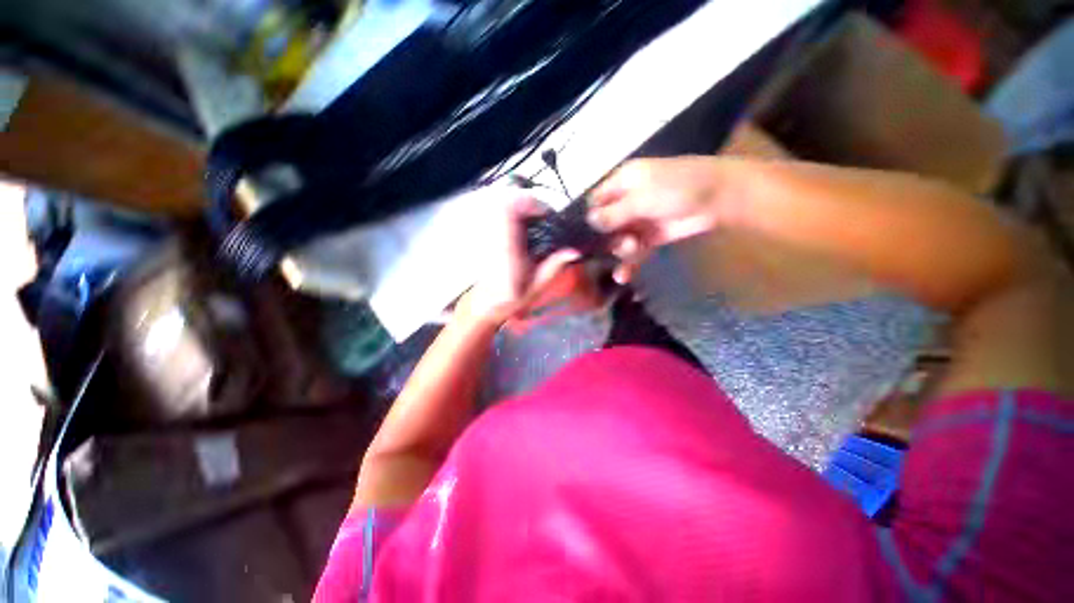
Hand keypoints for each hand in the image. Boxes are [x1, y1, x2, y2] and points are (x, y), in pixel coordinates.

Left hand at [463, 195, 580, 325]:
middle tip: (544, 215)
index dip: (528, 203)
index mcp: (508, 248)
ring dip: (522, 209)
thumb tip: (574, 251)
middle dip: (528, 202)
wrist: (487, 304)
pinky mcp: (490, 236)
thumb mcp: (537, 285)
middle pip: (506, 203)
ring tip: (537, 221)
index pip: (509, 211)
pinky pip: (502, 216)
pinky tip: (528, 229)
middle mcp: (496, 237)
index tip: (545, 213)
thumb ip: (554, 266)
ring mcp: (490, 235)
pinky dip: (516, 216)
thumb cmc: (512, 298)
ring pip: (503, 207)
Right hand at [587, 157, 730, 282]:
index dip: (587, 219)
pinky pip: (633, 252)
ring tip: (633, 248)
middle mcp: (625, 202)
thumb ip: (614, 213)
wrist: (719, 198)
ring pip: (618, 240)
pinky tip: (622, 276)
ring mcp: (638, 221)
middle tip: (618, 240)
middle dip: (606, 237)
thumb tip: (589, 222)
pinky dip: (629, 263)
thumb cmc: (677, 188)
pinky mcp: (650, 237)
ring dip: (621, 248)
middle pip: (604, 225)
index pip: (594, 202)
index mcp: (620, 183)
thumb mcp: (641, 197)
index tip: (580, 239)